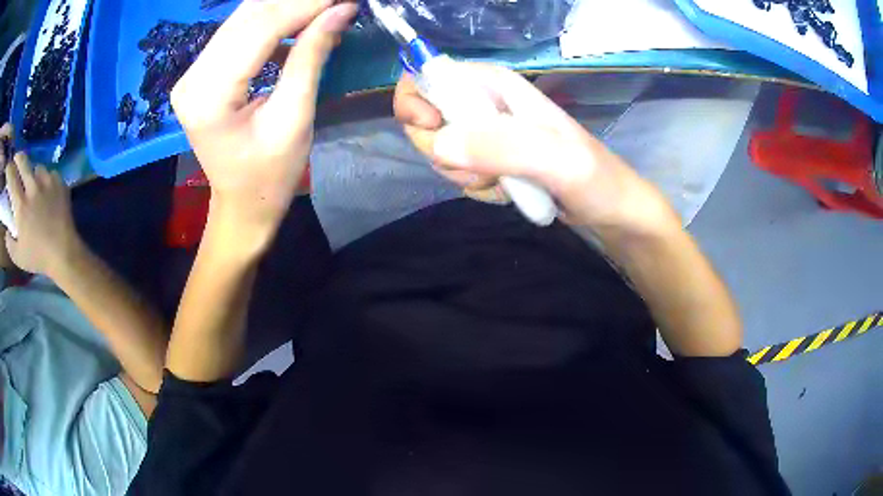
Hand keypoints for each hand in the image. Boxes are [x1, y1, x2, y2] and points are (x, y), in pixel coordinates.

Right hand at [4, 148, 81, 276]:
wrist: (63, 252)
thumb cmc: (37, 257)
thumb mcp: (18, 257)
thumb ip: (9, 243)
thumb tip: (7, 230)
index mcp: (21, 205)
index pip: (12, 179)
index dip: (9, 170)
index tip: (8, 166)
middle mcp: (32, 188)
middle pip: (23, 162)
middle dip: (18, 157)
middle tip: (16, 158)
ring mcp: (47, 182)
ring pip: (37, 167)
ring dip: (33, 172)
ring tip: (32, 182)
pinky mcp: (59, 182)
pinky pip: (50, 174)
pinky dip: (46, 179)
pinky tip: (46, 190)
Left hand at [171, 0, 356, 251]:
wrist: (241, 204)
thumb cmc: (269, 175)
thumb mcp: (294, 118)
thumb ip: (311, 57)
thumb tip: (341, 9)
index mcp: (208, 95)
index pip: (259, 28)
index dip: (305, 5)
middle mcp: (192, 77)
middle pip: (248, 16)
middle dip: (297, 1)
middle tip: (335, 1)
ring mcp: (192, 73)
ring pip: (243, 17)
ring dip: (286, 5)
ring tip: (322, 7)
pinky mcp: (201, 72)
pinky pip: (238, 31)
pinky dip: (272, 20)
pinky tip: (299, 22)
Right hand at [394, 63, 679, 235]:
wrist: (609, 207)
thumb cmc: (593, 177)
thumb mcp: (555, 160)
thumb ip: (502, 147)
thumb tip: (439, 144)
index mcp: (494, 84)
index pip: (428, 74)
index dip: (416, 101)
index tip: (433, 131)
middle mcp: (484, 102)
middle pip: (425, 117)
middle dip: (443, 150)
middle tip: (483, 168)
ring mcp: (485, 132)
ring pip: (440, 149)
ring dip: (465, 173)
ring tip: (505, 181)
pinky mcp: (489, 157)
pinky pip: (459, 170)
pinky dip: (478, 186)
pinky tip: (509, 190)